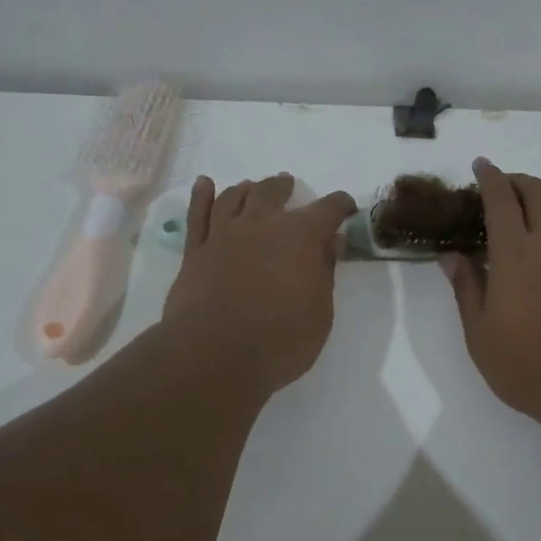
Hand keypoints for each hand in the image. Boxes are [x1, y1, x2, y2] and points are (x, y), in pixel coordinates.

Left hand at [162, 173, 356, 395]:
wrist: (214, 355)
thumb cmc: (280, 341)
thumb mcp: (320, 313)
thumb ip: (324, 272)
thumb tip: (331, 241)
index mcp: (300, 237)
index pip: (328, 209)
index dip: (340, 206)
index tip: (346, 208)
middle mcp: (262, 225)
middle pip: (273, 192)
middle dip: (284, 187)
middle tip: (288, 185)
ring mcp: (223, 235)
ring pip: (235, 197)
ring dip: (248, 189)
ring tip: (253, 187)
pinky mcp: (195, 251)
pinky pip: (197, 214)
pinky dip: (202, 196)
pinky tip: (205, 185)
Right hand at [443, 159, 540, 428]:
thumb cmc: (528, 367)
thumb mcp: (480, 335)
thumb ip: (466, 288)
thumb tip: (451, 255)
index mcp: (516, 255)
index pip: (501, 200)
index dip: (490, 177)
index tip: (481, 166)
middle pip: (540, 193)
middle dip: (519, 181)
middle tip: (502, 187)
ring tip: (523, 226)